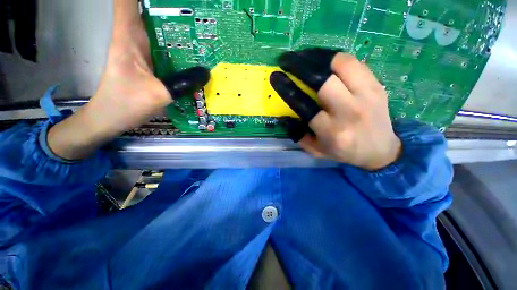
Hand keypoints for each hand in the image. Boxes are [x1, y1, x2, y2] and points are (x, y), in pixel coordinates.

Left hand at [48, 0, 208, 159]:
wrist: (111, 117)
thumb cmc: (125, 104)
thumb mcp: (158, 94)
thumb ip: (183, 84)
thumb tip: (206, 73)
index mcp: (128, 38)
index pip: (127, 1)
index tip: (173, 1)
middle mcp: (134, 38)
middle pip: (148, 10)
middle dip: (171, 10)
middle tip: (196, 16)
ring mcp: (142, 50)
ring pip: (158, 28)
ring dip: (176, 27)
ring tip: (199, 31)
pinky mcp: (148, 61)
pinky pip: (164, 47)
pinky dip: (177, 46)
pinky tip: (192, 52)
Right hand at [271, 49, 401, 169]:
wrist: (380, 150)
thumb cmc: (343, 152)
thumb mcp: (316, 151)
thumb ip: (298, 136)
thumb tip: (285, 117)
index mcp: (331, 131)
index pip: (304, 105)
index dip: (287, 88)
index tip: (276, 76)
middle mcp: (349, 111)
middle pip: (323, 80)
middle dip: (300, 66)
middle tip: (287, 60)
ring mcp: (367, 96)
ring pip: (341, 64)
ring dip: (317, 57)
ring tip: (303, 56)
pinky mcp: (377, 86)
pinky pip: (354, 63)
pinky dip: (334, 58)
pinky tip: (322, 59)